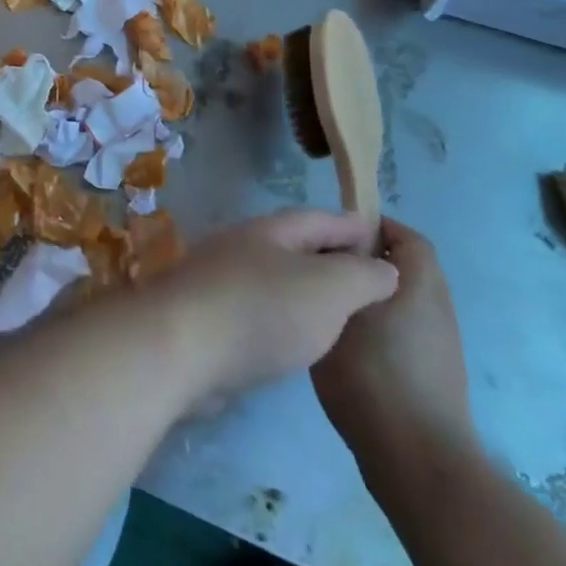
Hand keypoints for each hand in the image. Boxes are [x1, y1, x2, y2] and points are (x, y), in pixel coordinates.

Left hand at [152, 209, 398, 404]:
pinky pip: (257, 307)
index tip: (382, 237)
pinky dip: (283, 316)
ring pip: (274, 277)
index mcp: (269, 230)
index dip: (352, 227)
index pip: (319, 219)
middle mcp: (241, 246)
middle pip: (294, 245)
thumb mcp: (329, 289)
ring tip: (340, 312)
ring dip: (305, 288)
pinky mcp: (208, 316)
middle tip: (368, 279)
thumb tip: (384, 267)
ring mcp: (219, 279)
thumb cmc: (261, 310)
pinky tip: (296, 340)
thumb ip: (362, 276)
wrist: (181, 346)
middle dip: (329, 256)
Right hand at [313, 218, 474, 479]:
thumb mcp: (338, 310)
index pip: (402, 234)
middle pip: (398, 267)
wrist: (417, 461)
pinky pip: (400, 330)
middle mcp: (437, 306)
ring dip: (364, 296)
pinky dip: (373, 326)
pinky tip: (340, 342)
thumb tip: (331, 255)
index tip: (329, 235)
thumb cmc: (373, 373)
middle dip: (359, 262)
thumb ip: (334, 273)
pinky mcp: (432, 374)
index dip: (368, 226)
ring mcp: (439, 344)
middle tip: (318, 267)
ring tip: (323, 304)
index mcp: (420, 281)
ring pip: (396, 300)